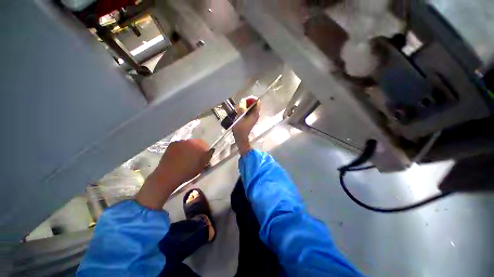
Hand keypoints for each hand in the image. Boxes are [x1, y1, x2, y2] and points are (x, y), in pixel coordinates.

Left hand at [136, 139, 212, 208]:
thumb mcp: (201, 166)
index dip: (205, 151)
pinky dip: (182, 148)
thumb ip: (208, 156)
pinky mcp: (172, 144)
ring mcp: (180, 141)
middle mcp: (190, 141)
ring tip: (186, 157)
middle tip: (195, 157)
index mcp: (198, 146)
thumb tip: (212, 149)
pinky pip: (181, 144)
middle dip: (197, 148)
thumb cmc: (187, 172)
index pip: (205, 145)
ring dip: (190, 148)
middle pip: (197, 143)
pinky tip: (179, 156)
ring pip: (189, 143)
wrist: (167, 175)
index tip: (204, 157)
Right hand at [233, 97, 259, 154]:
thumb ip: (241, 109)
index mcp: (255, 114)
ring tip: (239, 107)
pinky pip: (249, 111)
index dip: (251, 99)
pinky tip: (239, 111)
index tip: (244, 99)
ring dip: (245, 106)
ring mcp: (254, 117)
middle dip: (247, 102)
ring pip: (251, 108)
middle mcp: (256, 115)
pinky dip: (245, 110)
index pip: (256, 102)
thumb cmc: (240, 129)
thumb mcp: (239, 118)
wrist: (241, 138)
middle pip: (254, 104)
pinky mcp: (251, 119)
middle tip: (240, 103)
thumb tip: (243, 102)